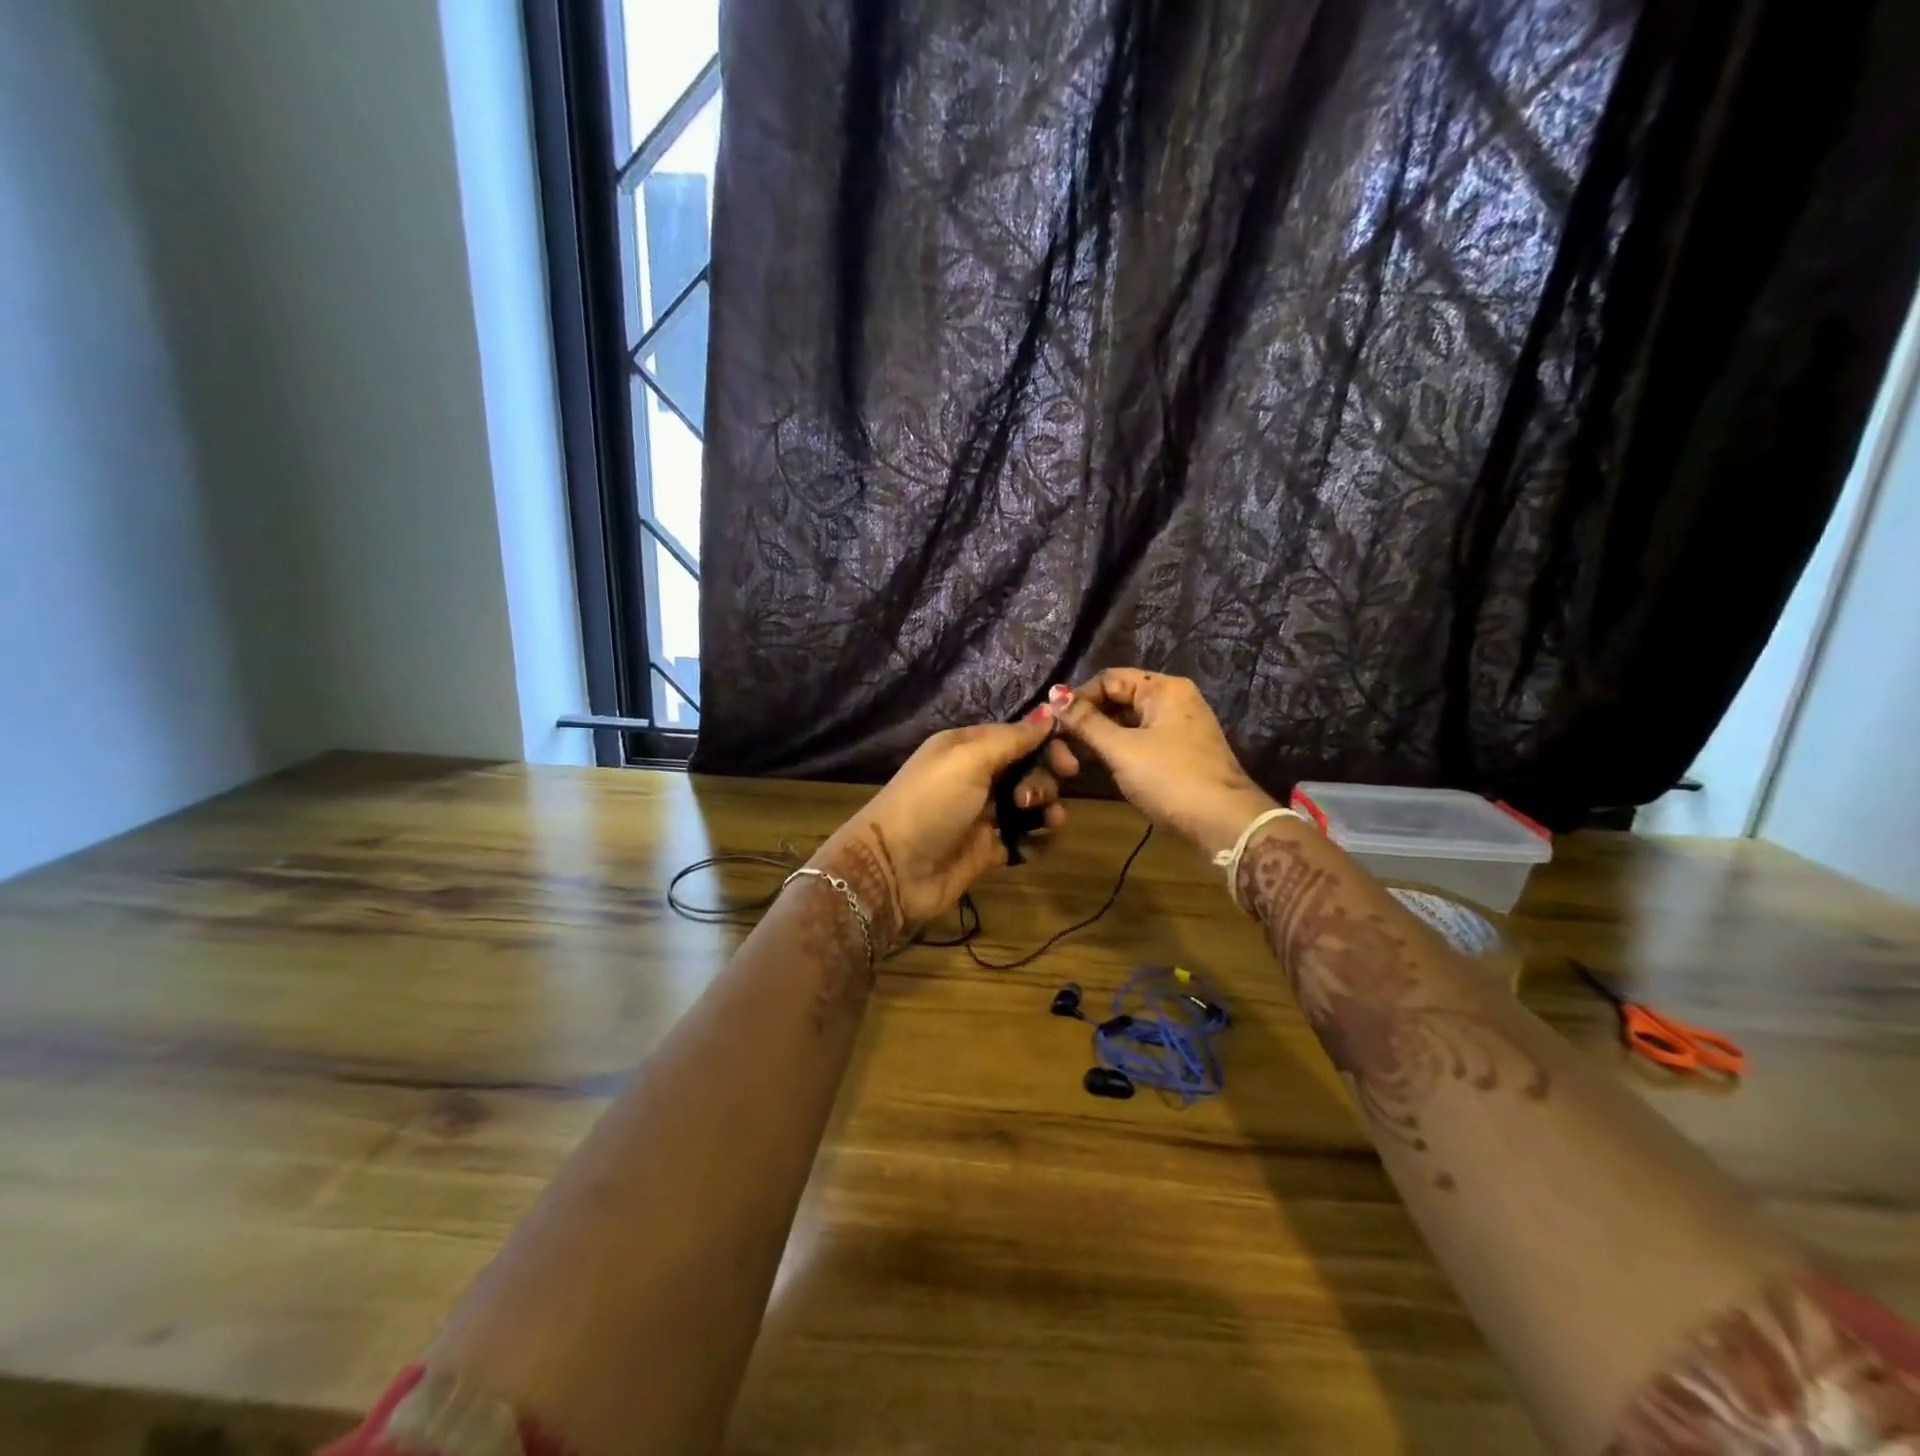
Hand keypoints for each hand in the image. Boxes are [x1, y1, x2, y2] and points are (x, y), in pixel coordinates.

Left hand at [814, 710, 1079, 947]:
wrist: (894, 869)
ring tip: (1046, 823)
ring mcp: (983, 814)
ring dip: (1047, 810)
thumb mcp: (968, 760)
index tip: (1069, 762)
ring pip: (1031, 805)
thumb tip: (1049, 713)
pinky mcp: (988, 849)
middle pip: (1029, 769)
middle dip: (1043, 780)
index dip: (1047, 745)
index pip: (1018, 736)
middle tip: (1032, 798)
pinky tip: (1036, 845)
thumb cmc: (931, 803)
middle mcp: (976, 777)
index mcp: (967, 747)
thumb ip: (1011, 738)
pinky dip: (1037, 841)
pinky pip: (1025, 839)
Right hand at [1055, 669, 1277, 856]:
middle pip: (1117, 699)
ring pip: (1126, 722)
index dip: (1078, 698)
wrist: (1223, 823)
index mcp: (1163, 688)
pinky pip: (1138, 740)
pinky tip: (1097, 766)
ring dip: (1099, 737)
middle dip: (1087, 719)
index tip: (1054, 724)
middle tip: (1059, 745)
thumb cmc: (1170, 778)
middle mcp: (1172, 700)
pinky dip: (1116, 750)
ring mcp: (1177, 728)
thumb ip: (1086, 722)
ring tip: (1073, 759)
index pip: (1108, 679)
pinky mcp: (1178, 753)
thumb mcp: (1121, 749)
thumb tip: (1054, 696)